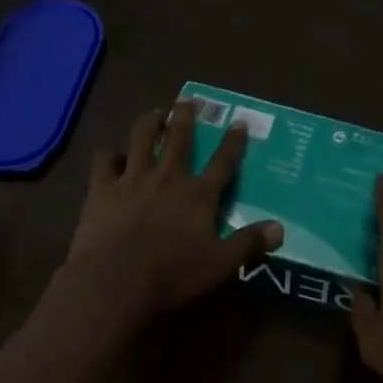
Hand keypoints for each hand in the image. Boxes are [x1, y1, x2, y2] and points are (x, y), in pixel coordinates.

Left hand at [62, 101, 282, 322]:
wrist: (114, 282)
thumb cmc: (172, 275)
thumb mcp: (220, 265)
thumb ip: (249, 244)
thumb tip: (280, 228)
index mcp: (198, 195)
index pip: (223, 162)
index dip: (234, 142)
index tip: (239, 122)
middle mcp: (167, 178)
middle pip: (179, 139)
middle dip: (185, 117)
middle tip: (187, 100)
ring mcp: (132, 180)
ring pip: (141, 139)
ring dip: (150, 123)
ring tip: (154, 113)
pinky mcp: (101, 190)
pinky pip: (104, 161)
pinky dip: (109, 155)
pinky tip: (111, 155)